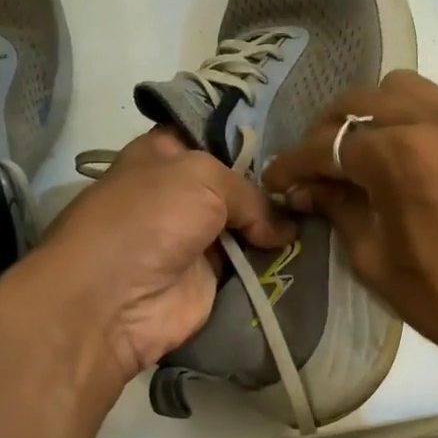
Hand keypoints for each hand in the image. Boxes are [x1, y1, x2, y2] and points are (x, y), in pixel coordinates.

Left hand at [23, 128, 294, 384]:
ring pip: (248, 227)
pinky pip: (250, 267)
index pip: (212, 137)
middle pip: (237, 185)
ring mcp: (195, 239)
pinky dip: (275, 264)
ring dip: (279, 228)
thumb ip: (250, 194)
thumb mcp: (202, 178)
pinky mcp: (209, 280)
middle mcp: (180, 194)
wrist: (112, 300)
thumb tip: (284, 229)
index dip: (249, 141)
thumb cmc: (149, 217)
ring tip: (325, 218)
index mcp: (165, 155)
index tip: (291, 148)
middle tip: (316, 186)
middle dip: (273, 188)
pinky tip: (312, 253)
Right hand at [261, 72, 437, 386]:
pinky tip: (411, 162)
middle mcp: (433, 122)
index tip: (275, 180)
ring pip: (406, 90)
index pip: (328, 145)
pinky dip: (414, 123)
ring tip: (363, 150)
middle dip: (328, 129)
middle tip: (316, 165)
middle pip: (362, 100)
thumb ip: (339, 210)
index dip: (293, 163)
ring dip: (373, 111)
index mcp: (399, 153)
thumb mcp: (376, 260)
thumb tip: (310, 189)